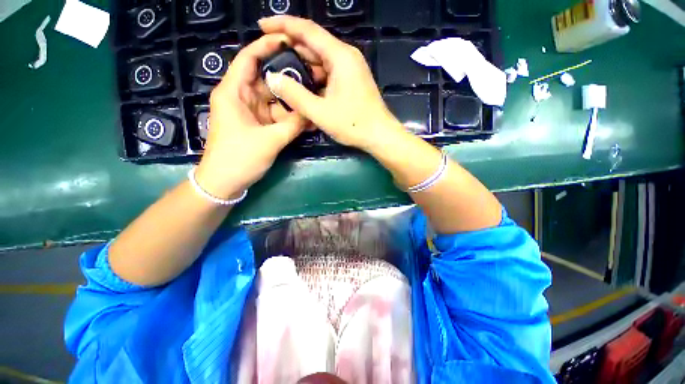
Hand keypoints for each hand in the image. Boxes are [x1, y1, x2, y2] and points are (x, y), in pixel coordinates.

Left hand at [195, 34, 305, 199]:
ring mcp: (251, 113)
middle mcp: (242, 97)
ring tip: (313, 101)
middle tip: (312, 76)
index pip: (249, 58)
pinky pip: (276, 116)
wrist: (225, 182)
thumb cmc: (239, 158)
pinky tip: (305, 120)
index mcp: (234, 92)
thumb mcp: (270, 140)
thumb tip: (311, 113)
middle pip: (267, 79)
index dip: (267, 46)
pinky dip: (289, 118)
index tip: (289, 40)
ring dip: (292, 103)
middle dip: (289, 78)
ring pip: (275, 100)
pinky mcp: (258, 125)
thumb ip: (293, 125)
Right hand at [259, 16, 402, 151]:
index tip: (262, 25)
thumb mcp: (321, 112)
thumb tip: (273, 78)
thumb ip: (295, 95)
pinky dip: (314, 79)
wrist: (379, 135)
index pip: (307, 30)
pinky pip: (328, 74)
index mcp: (340, 56)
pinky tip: (303, 89)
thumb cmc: (353, 124)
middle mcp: (346, 57)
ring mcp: (350, 69)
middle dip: (290, 50)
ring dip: (302, 68)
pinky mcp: (351, 81)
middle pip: (313, 45)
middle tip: (269, 58)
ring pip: (320, 61)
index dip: (283, 25)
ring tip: (283, 77)